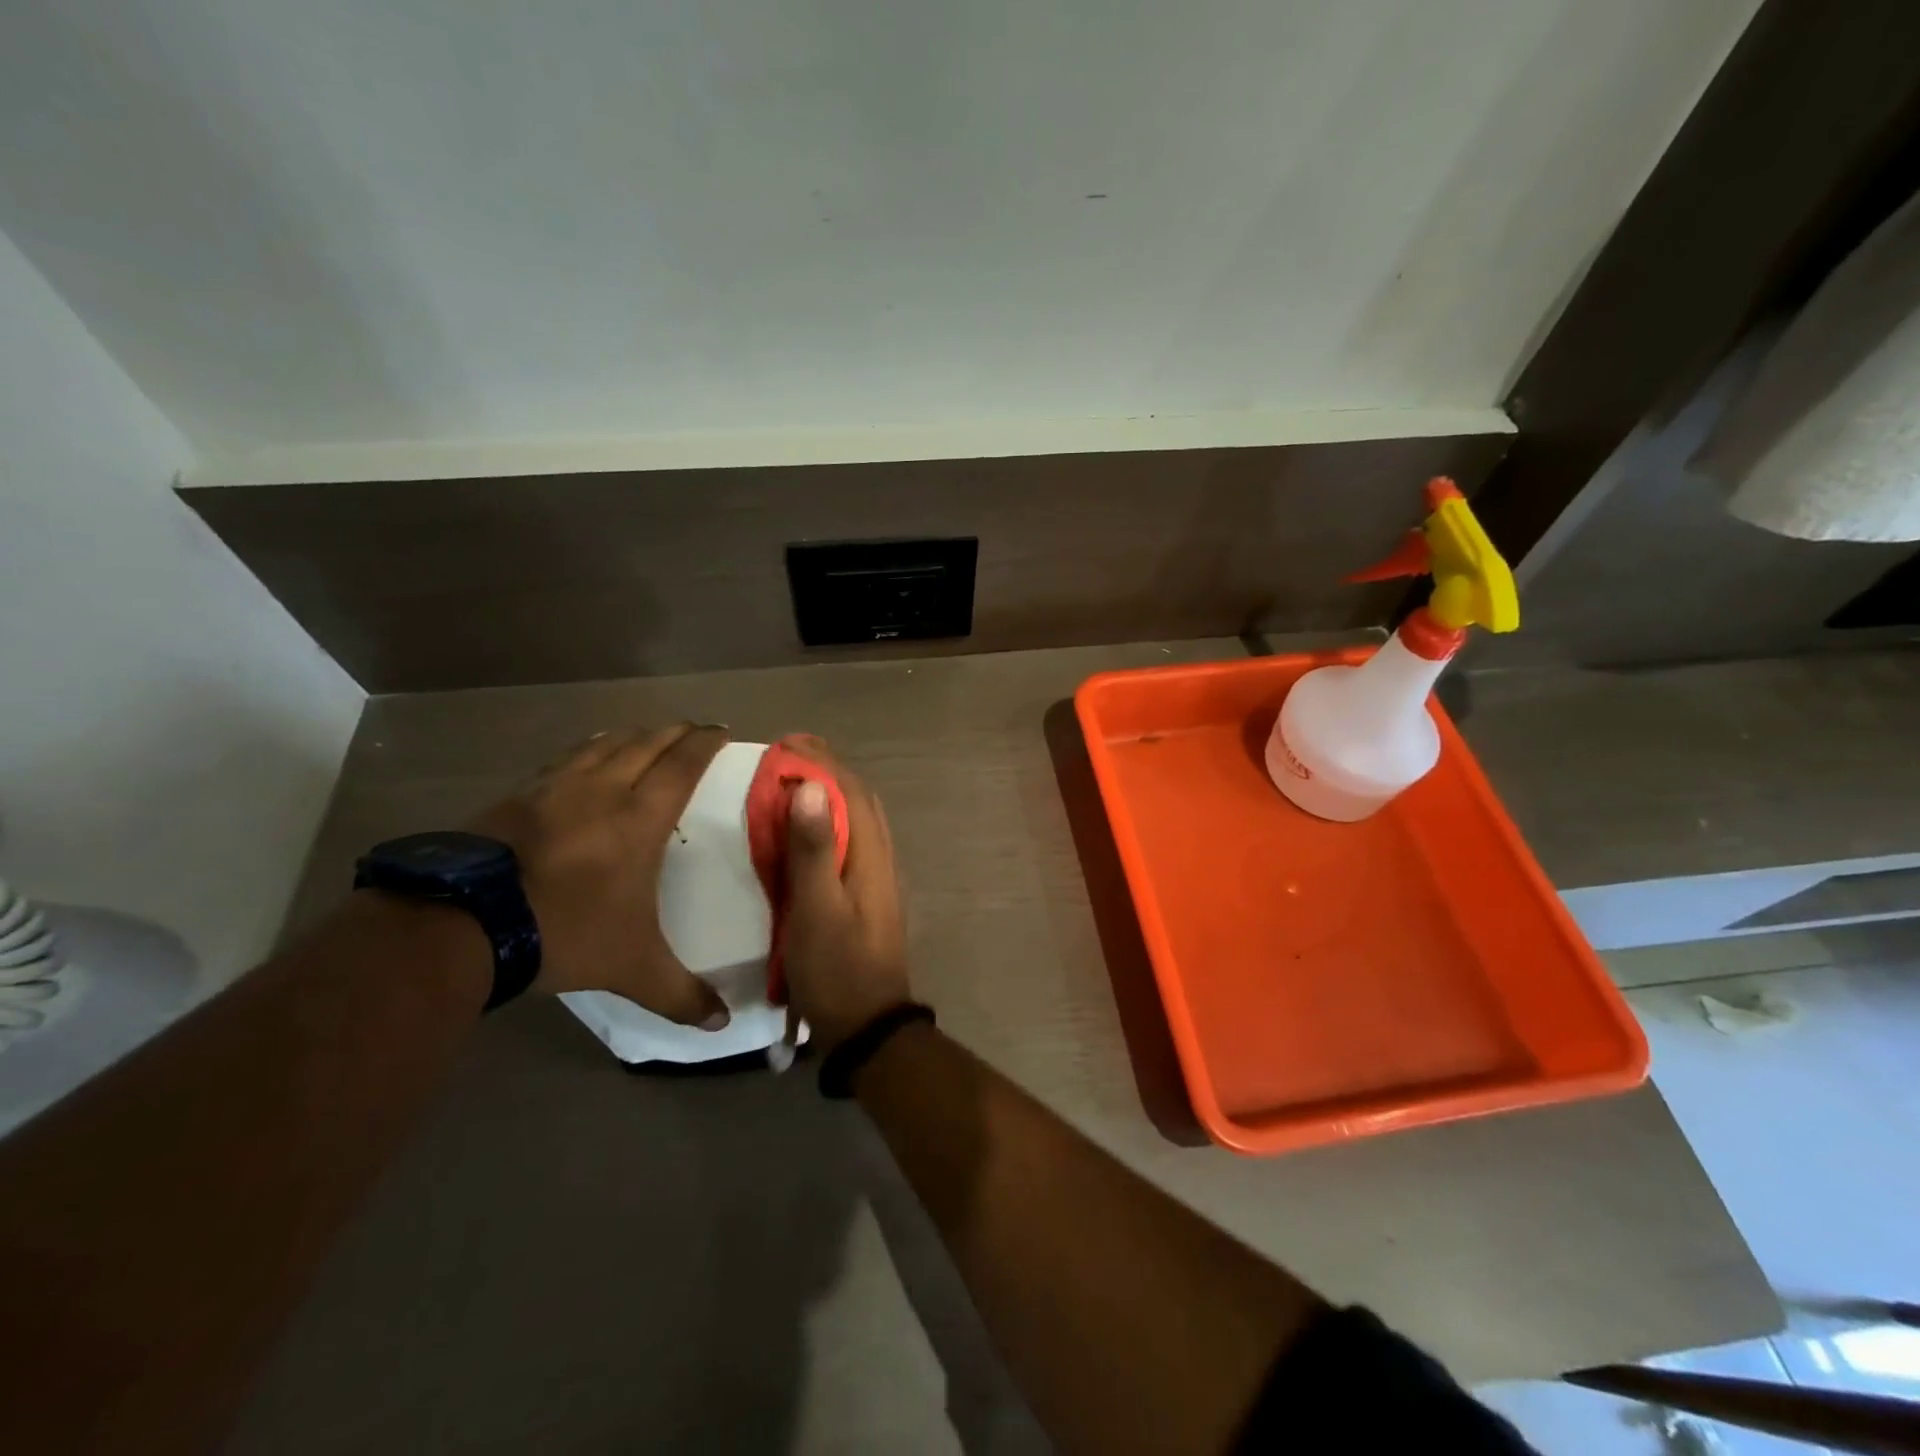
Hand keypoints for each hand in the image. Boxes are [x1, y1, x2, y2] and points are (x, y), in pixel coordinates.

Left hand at [469, 723, 731, 1027]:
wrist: (465, 924)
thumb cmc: (565, 932)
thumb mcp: (631, 968)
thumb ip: (680, 993)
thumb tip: (722, 1024)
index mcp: (639, 818)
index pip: (682, 765)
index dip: (705, 743)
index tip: (721, 730)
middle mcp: (602, 790)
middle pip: (647, 743)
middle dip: (675, 732)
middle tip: (693, 729)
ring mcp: (555, 788)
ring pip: (604, 744)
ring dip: (632, 735)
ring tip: (645, 734)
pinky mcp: (517, 796)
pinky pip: (565, 759)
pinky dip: (588, 748)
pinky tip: (585, 755)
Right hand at [779, 737, 910, 1051]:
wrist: (867, 1025)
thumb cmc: (837, 968)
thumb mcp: (817, 909)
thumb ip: (814, 850)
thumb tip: (811, 787)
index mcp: (871, 854)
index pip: (851, 790)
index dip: (822, 761)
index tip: (787, 742)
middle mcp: (879, 856)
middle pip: (858, 798)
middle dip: (826, 769)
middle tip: (787, 753)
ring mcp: (876, 876)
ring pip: (856, 818)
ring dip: (828, 793)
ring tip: (792, 780)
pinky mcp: (865, 894)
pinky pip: (849, 841)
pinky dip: (828, 821)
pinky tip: (804, 829)